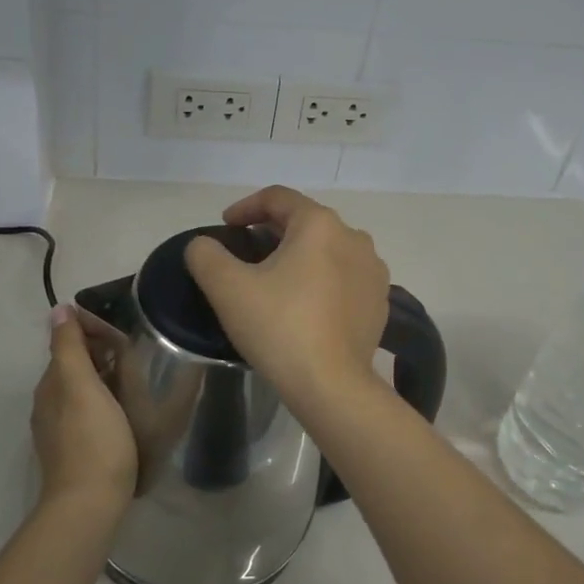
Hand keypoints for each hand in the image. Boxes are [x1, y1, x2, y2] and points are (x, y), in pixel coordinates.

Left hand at [31, 307, 136, 511]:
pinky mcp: (76, 450)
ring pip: (83, 390)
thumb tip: (58, 309)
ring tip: (137, 378)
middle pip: (75, 367)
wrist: (89, 504)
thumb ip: (69, 347)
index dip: (92, 332)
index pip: (67, 343)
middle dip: (100, 354)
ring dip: (105, 378)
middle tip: (136, 353)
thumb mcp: (81, 385)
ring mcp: (60, 430)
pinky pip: (89, 412)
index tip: (123, 334)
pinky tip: (125, 409)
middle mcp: (49, 404)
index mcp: (50, 385)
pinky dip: (106, 401)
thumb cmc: (92, 439)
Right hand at [183, 186, 390, 404]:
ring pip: (328, 250)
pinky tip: (305, 306)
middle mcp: (354, 238)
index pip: (278, 198)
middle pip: (305, 222)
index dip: (245, 207)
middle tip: (246, 254)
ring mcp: (373, 271)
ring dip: (300, 256)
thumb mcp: (227, 288)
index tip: (225, 227)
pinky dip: (322, 281)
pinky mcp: (380, 302)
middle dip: (272, 232)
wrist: (331, 386)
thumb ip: (205, 255)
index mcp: (320, 224)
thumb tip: (203, 245)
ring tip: (276, 280)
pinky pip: (345, 278)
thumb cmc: (279, 327)